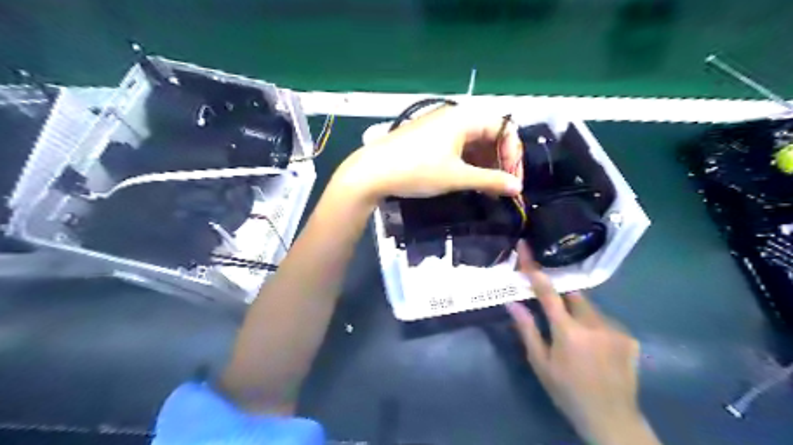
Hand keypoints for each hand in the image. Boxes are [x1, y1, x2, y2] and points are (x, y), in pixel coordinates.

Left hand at [337, 105, 524, 201]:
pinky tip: (468, 180)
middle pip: (489, 134)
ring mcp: (440, 127)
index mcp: (465, 118)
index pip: (504, 128)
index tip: (512, 180)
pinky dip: (467, 162)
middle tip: (501, 186)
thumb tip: (517, 188)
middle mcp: (454, 117)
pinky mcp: (429, 138)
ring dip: (484, 164)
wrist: (372, 172)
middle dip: (499, 160)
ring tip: (486, 188)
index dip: (513, 154)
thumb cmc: (417, 170)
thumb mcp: (456, 177)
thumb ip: (490, 181)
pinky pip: (458, 147)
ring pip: (473, 142)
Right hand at [508, 243, 656, 444]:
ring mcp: (615, 329)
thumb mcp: (540, 363)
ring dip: (578, 314)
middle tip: (555, 315)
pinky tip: (594, 347)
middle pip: (572, 294)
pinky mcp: (629, 337)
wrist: (611, 418)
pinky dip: (594, 325)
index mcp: (567, 331)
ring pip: (589, 307)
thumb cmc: (567, 391)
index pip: (547, 291)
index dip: (534, 268)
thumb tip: (512, 303)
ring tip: (577, 339)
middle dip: (561, 297)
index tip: (526, 247)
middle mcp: (593, 324)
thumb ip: (527, 330)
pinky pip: (605, 320)